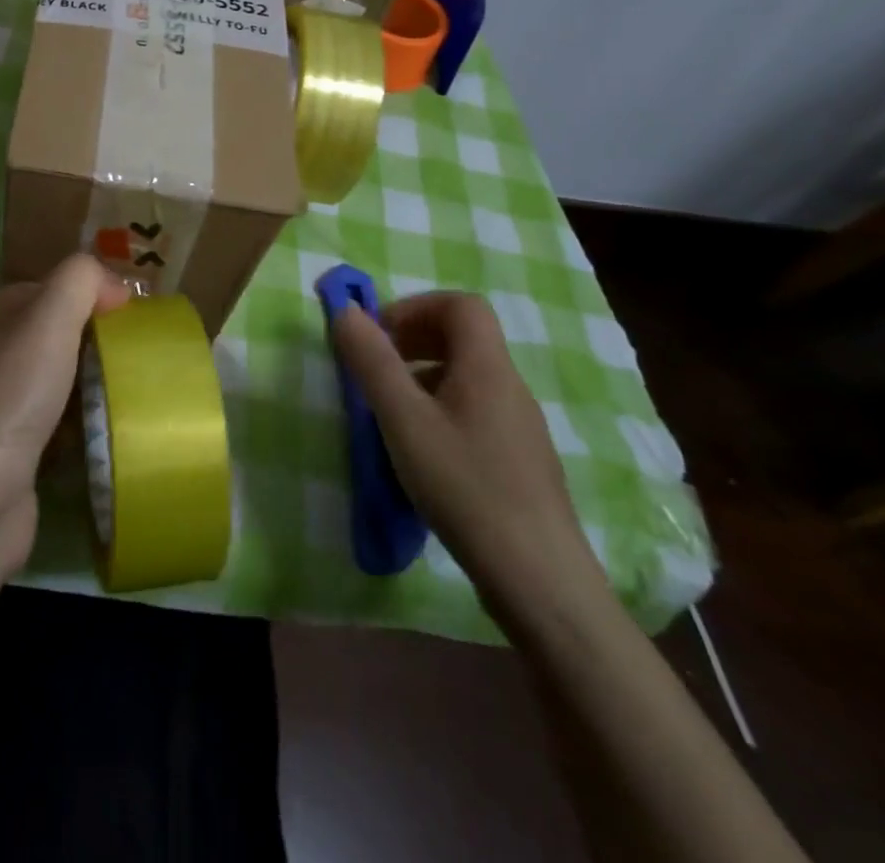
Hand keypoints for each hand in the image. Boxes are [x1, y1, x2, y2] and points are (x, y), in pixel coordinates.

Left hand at [0, 255, 128, 582]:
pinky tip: (123, 425)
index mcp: (11, 310)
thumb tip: (114, 286)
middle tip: (152, 352)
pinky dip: (98, 418)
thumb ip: (81, 280)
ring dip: (108, 379)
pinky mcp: (30, 442)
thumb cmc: (17, 394)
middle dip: (111, 337)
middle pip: (74, 330)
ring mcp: (19, 397)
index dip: (104, 293)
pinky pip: (76, 417)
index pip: (67, 286)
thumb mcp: (50, 317)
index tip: (143, 316)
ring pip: (77, 374)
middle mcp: (10, 348)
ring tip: (148, 387)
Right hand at [331, 294, 605, 622]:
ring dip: (424, 377)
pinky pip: (476, 411)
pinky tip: (422, 453)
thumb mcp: (403, 420)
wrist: (539, 579)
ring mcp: (520, 425)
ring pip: (468, 377)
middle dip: (415, 339)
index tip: (380, 337)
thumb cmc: (465, 486)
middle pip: (465, 337)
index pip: (461, 305)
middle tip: (378, 368)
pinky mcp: (520, 460)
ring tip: (391, 413)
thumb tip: (345, 310)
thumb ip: (372, 362)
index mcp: (487, 367)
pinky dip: (441, 410)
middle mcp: (510, 386)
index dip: (415, 307)